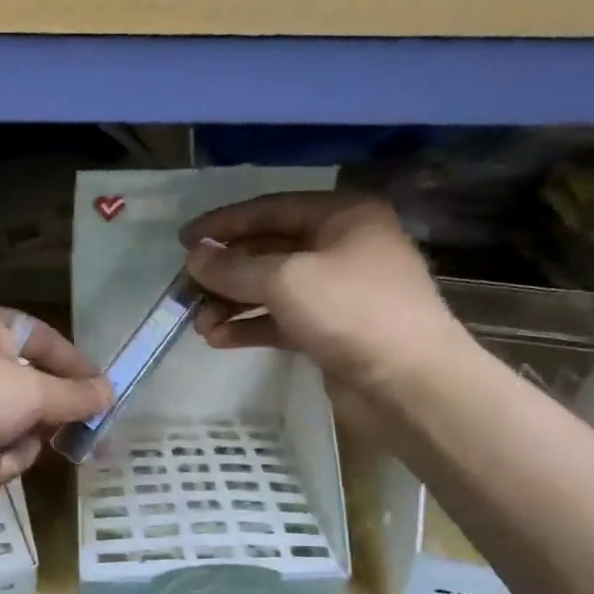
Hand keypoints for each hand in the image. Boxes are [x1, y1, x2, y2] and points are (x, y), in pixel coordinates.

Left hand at [0, 303, 111, 519]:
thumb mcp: (32, 392)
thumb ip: (75, 396)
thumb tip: (108, 393)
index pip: (45, 340)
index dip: (76, 367)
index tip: (103, 395)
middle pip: (32, 392)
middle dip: (40, 423)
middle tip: (56, 438)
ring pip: (14, 430)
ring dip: (14, 452)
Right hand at [179, 191, 471, 418]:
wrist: (410, 384)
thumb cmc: (352, 312)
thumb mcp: (285, 280)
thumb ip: (233, 266)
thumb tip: (194, 256)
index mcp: (341, 216)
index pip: (269, 209)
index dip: (223, 224)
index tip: (183, 240)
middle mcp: (341, 246)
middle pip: (267, 250)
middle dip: (224, 271)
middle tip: (185, 289)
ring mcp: (337, 290)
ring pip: (271, 288)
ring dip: (232, 303)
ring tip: (199, 324)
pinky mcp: (330, 329)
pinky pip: (280, 320)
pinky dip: (250, 327)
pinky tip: (219, 340)